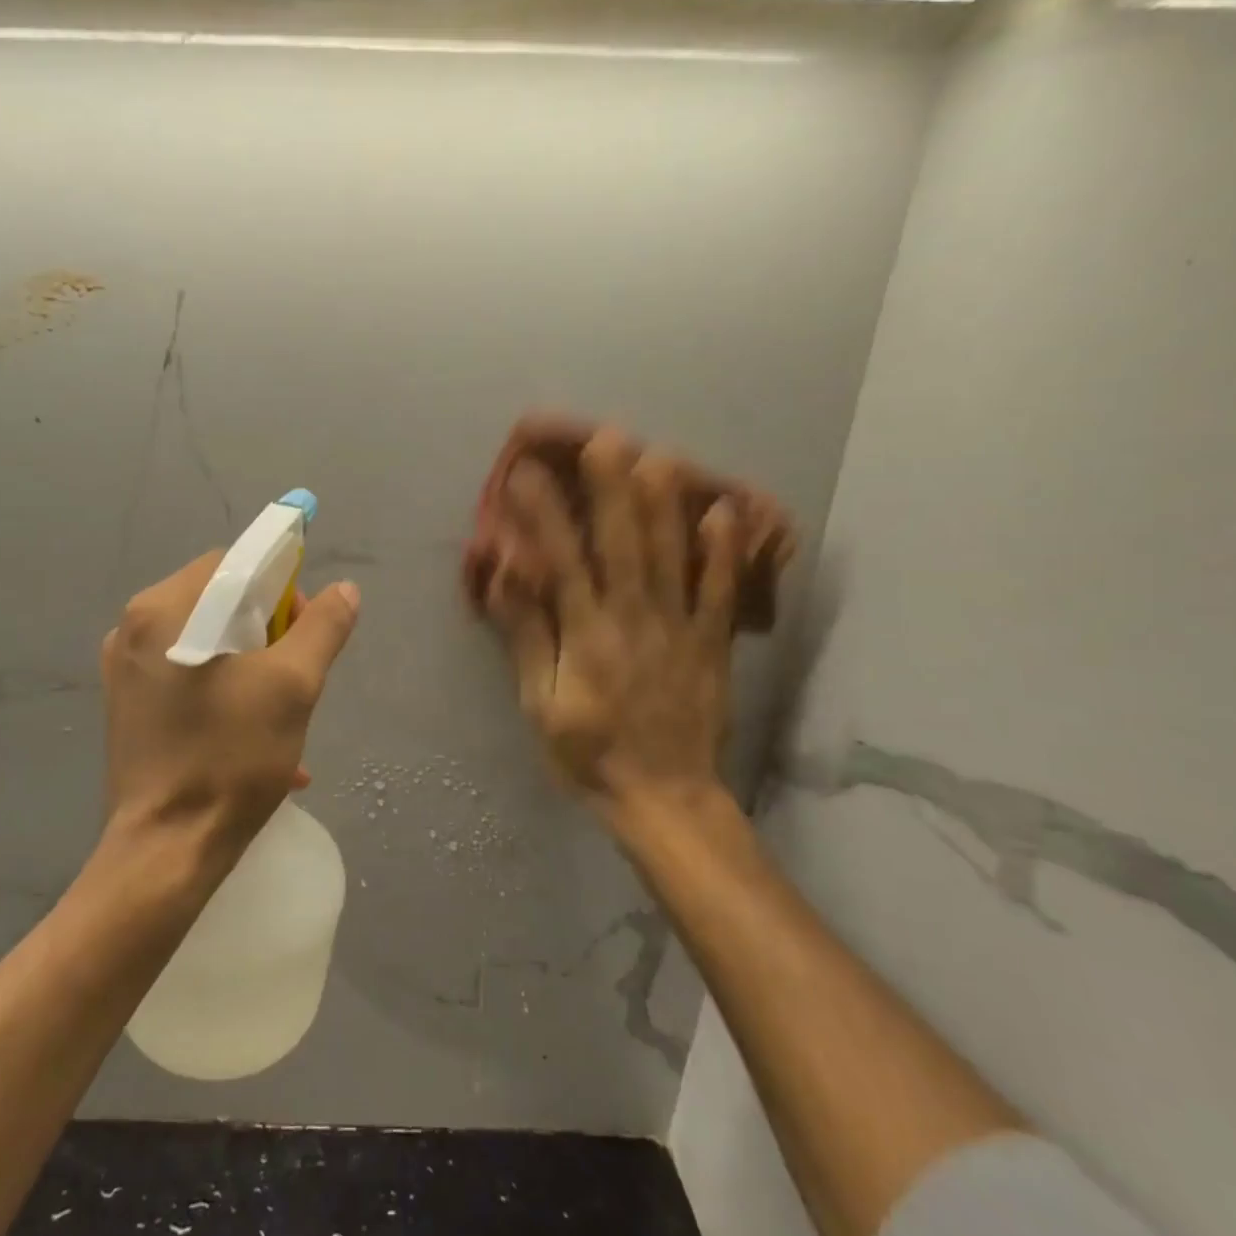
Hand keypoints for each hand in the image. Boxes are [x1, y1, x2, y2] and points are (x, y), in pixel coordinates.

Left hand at [100, 552, 360, 861]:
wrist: (166, 852)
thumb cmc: (229, 758)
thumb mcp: (292, 686)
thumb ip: (323, 627)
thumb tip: (345, 590)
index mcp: (162, 610)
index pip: (234, 565)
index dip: (280, 589)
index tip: (302, 633)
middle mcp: (133, 630)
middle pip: (219, 602)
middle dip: (268, 632)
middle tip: (295, 676)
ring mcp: (125, 671)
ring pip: (208, 642)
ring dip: (253, 666)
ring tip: (283, 712)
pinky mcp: (129, 707)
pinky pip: (189, 677)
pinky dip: (226, 692)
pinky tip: (257, 736)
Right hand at [486, 426, 741, 816]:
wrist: (665, 799)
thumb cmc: (589, 753)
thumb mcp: (541, 704)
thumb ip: (528, 636)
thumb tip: (511, 575)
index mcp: (587, 636)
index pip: (561, 562)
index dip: (543, 514)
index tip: (526, 472)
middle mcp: (634, 620)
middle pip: (622, 544)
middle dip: (611, 487)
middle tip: (605, 437)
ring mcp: (680, 629)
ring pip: (673, 556)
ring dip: (665, 503)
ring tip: (659, 454)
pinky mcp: (712, 644)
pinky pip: (720, 591)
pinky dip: (724, 551)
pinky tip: (725, 511)